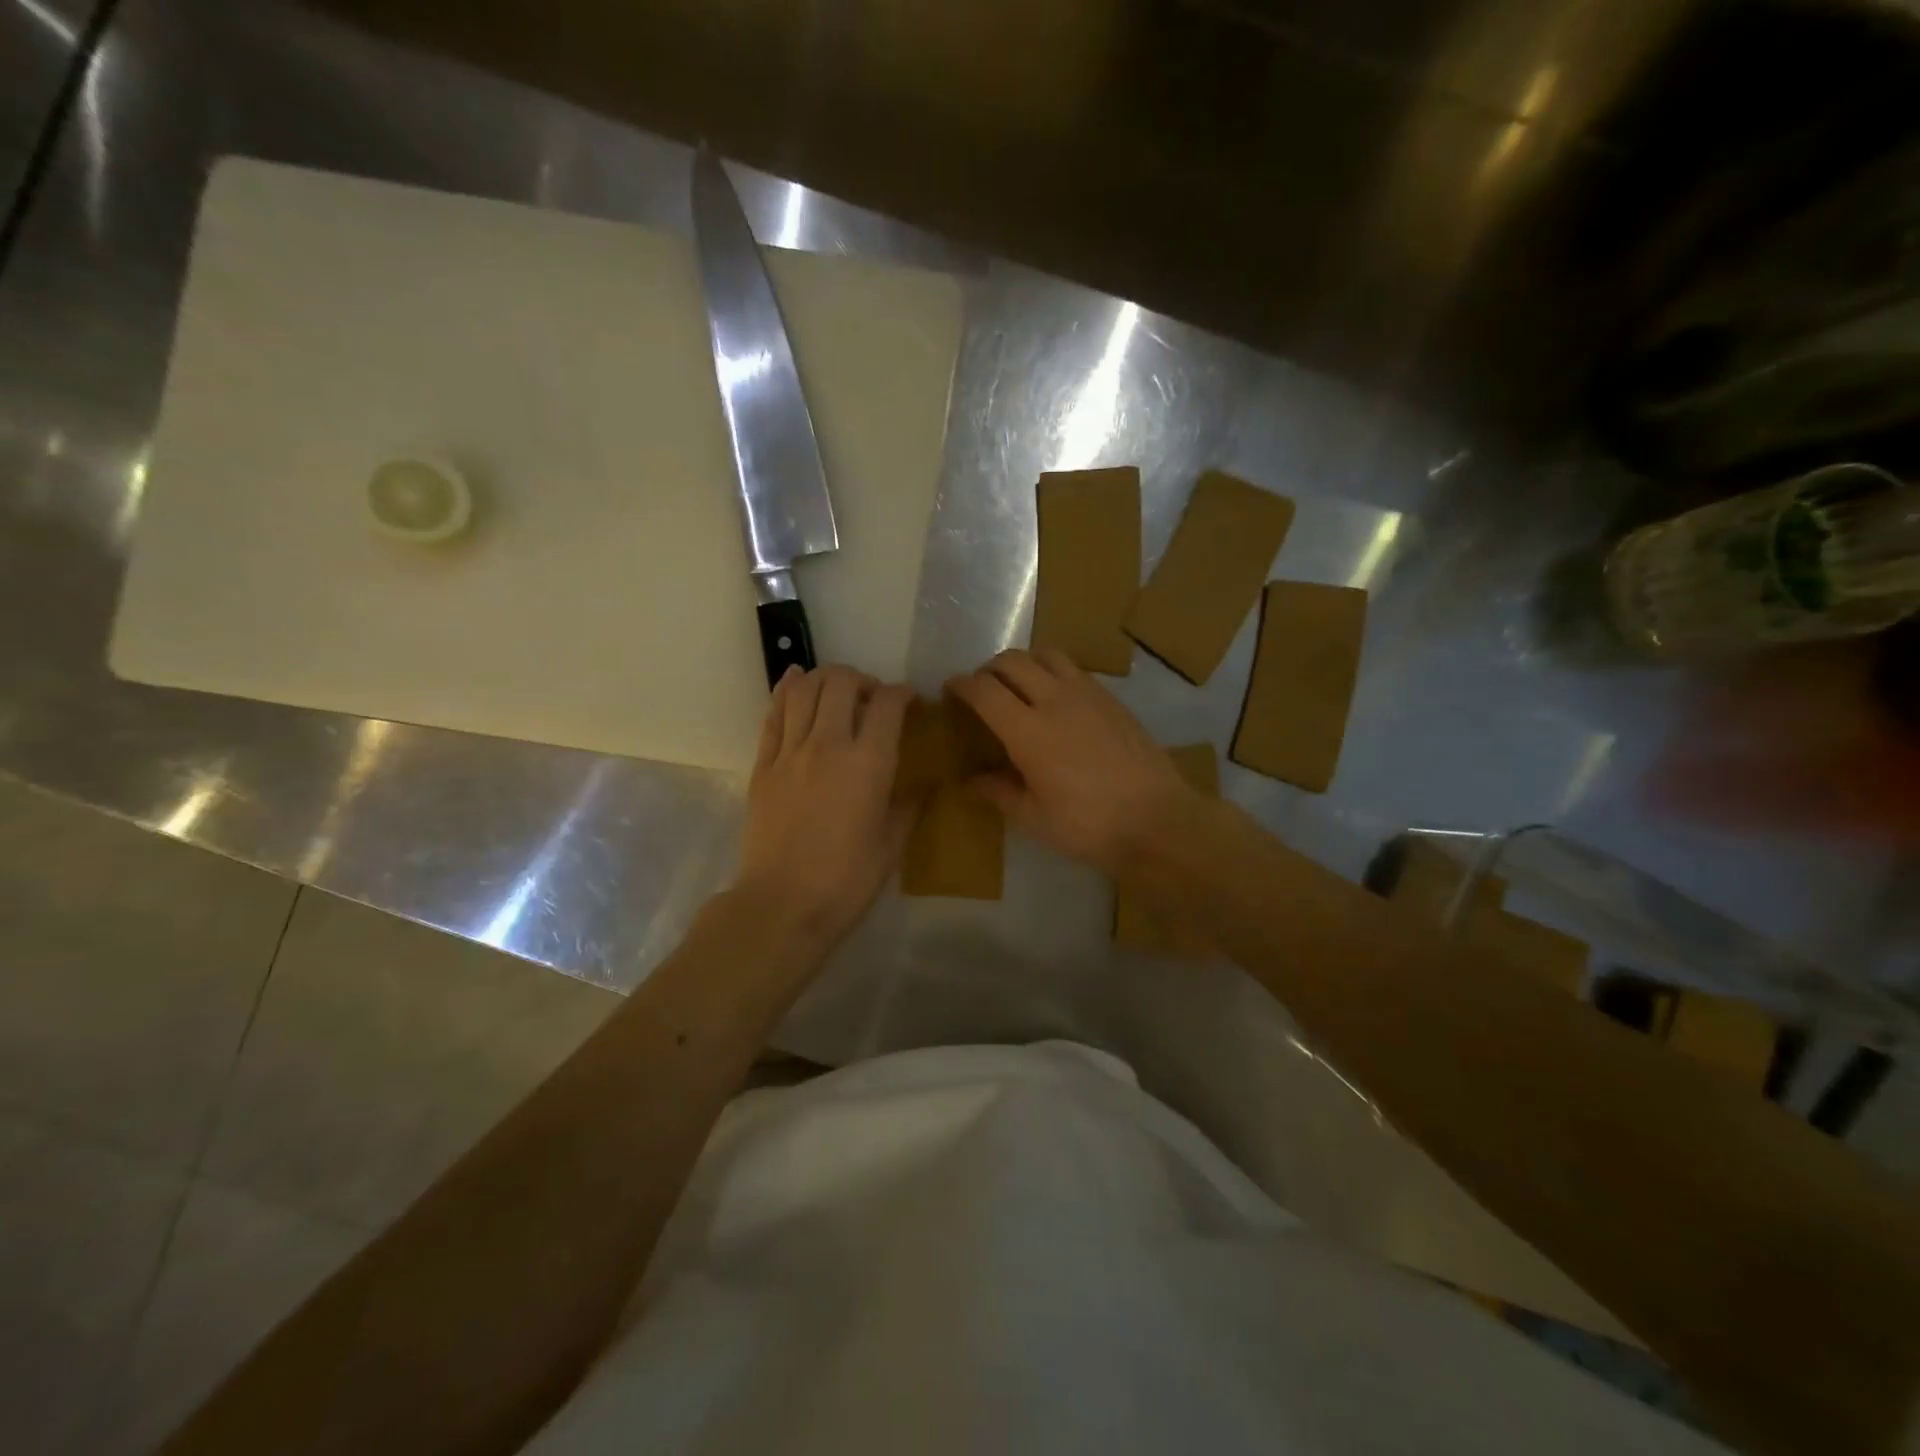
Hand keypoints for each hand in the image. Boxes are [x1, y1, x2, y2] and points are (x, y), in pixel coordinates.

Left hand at [736, 664, 913, 952]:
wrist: (782, 904)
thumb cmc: (846, 881)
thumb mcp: (892, 846)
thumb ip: (906, 807)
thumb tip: (918, 787)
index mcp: (868, 764)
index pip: (887, 704)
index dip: (902, 693)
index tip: (910, 700)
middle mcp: (828, 745)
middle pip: (841, 683)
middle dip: (862, 679)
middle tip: (871, 697)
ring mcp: (790, 752)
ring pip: (803, 689)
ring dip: (824, 678)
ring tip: (836, 689)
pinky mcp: (762, 766)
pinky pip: (773, 714)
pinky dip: (785, 691)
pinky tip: (794, 682)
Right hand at [948, 648, 1203, 876]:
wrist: (1158, 821)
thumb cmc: (1089, 826)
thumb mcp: (1034, 818)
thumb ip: (999, 792)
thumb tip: (971, 781)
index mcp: (1028, 731)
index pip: (984, 690)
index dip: (961, 685)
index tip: (950, 689)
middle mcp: (1055, 700)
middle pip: (1012, 661)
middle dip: (988, 669)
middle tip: (982, 690)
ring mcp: (1088, 694)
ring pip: (1045, 654)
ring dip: (1023, 663)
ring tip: (1018, 686)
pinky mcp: (1112, 698)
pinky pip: (1073, 669)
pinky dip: (1053, 672)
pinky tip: (1056, 699)